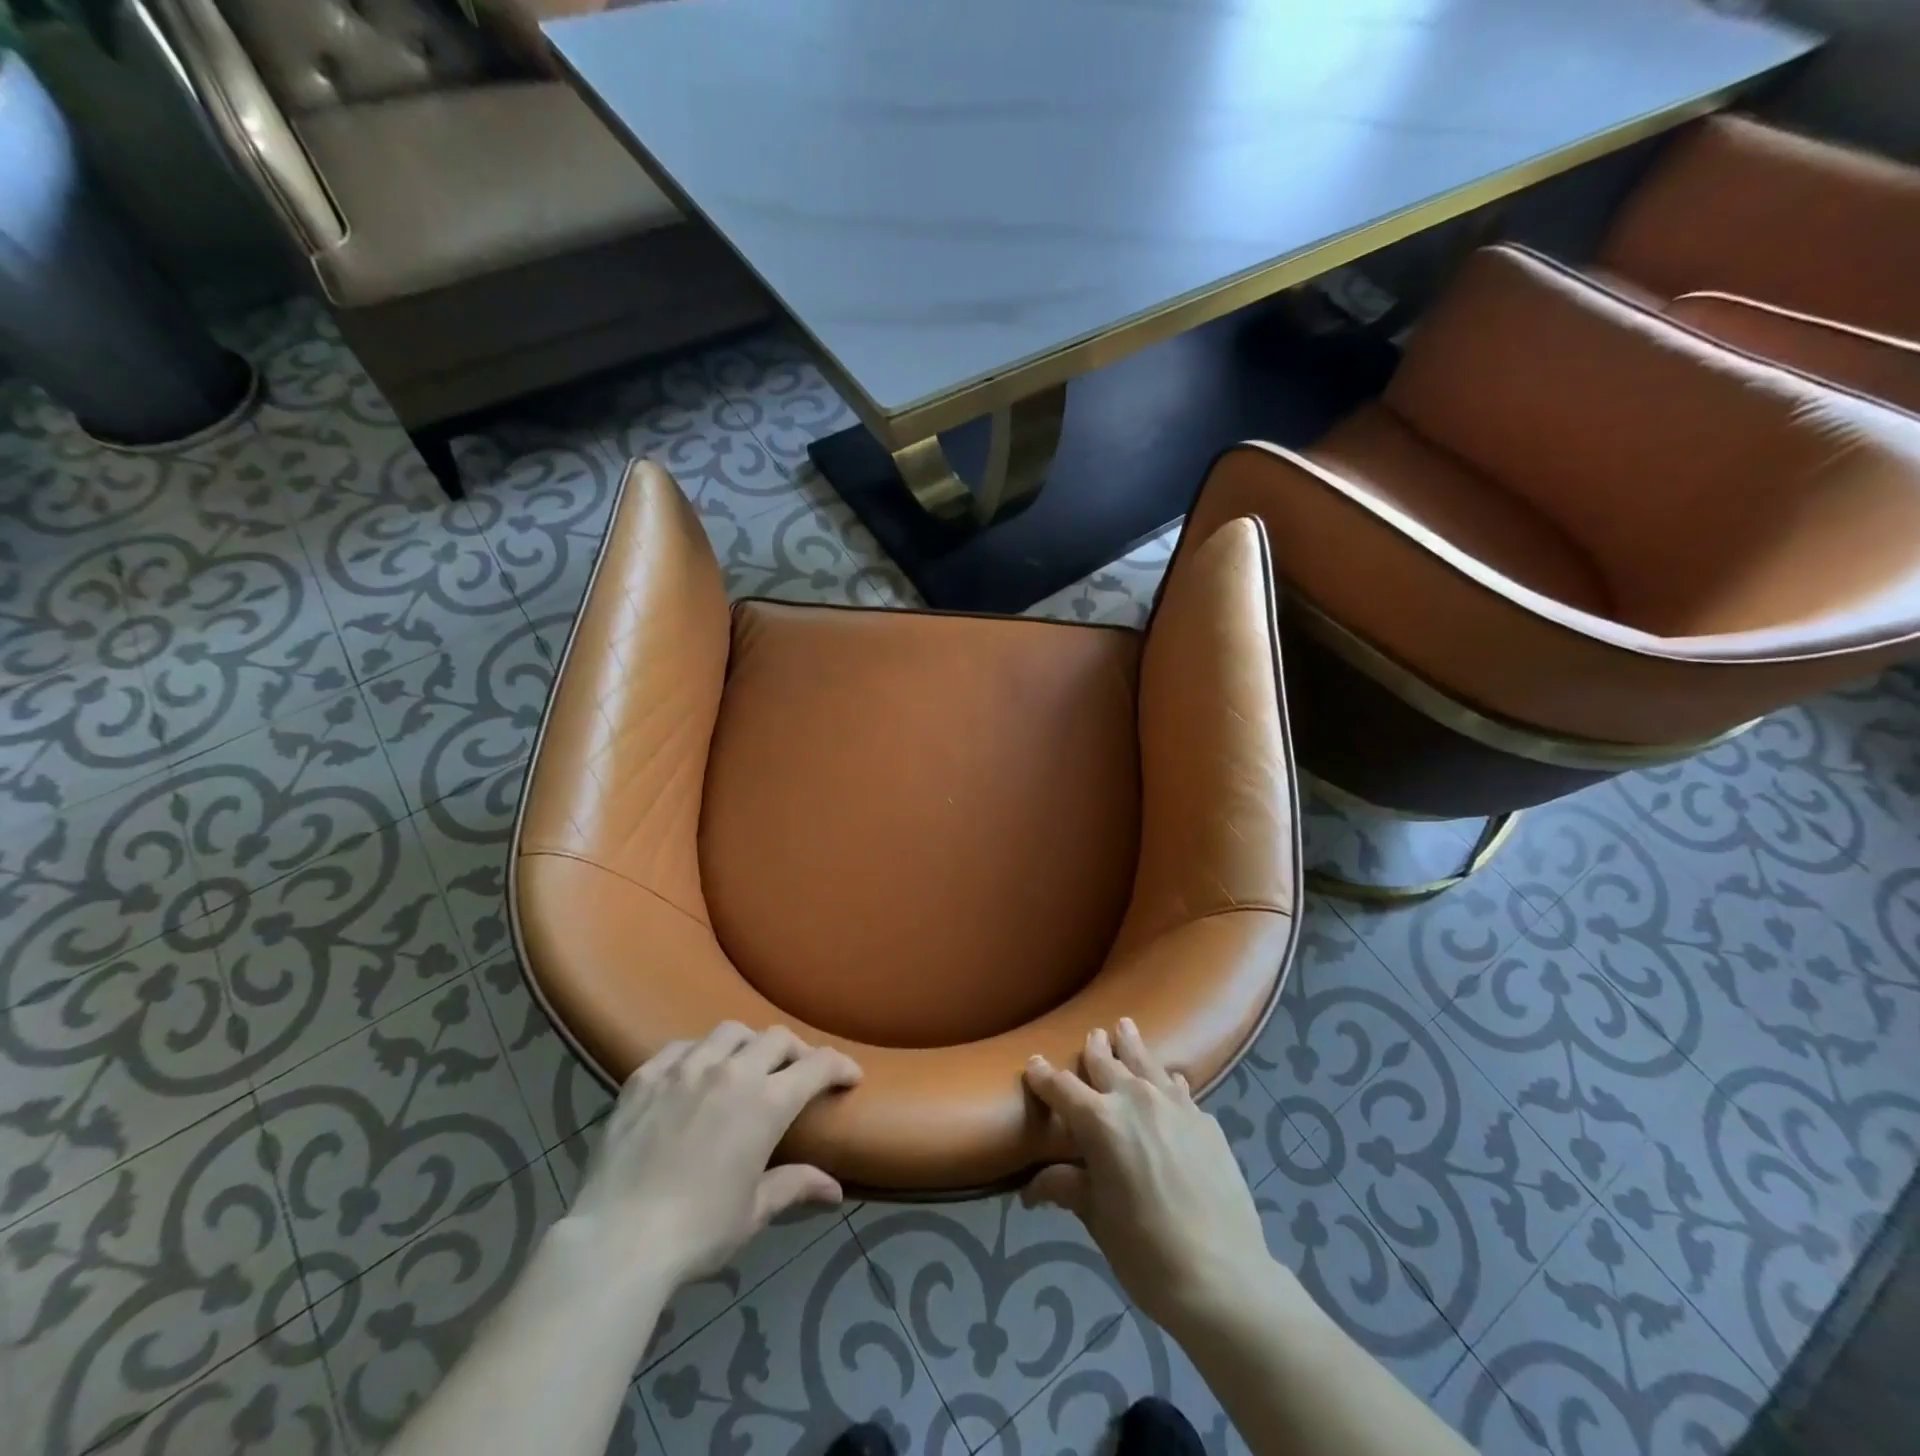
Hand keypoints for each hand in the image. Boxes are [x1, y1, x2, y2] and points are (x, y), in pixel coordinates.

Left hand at [564, 1022, 861, 1290]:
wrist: (617, 1241)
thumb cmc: (697, 1231)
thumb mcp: (754, 1210)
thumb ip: (795, 1185)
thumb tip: (835, 1190)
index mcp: (767, 1102)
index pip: (817, 1065)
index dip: (840, 1066)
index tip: (849, 1076)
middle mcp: (731, 1071)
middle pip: (776, 1038)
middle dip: (796, 1052)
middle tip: (797, 1073)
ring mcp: (685, 1068)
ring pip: (729, 1031)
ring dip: (748, 1044)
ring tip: (745, 1065)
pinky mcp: (646, 1076)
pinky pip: (680, 1047)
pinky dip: (698, 1053)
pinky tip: (693, 1074)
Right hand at [1023, 1020, 1271, 1331]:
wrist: (1221, 1276)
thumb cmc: (1144, 1250)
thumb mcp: (1097, 1218)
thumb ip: (1067, 1188)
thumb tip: (1031, 1189)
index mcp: (1099, 1121)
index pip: (1061, 1087)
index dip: (1043, 1076)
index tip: (1033, 1064)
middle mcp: (1135, 1099)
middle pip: (1106, 1062)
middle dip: (1094, 1048)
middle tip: (1092, 1035)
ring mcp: (1174, 1105)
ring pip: (1146, 1062)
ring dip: (1132, 1045)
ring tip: (1126, 1027)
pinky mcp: (1205, 1120)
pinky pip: (1179, 1088)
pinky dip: (1167, 1081)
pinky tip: (1171, 1081)